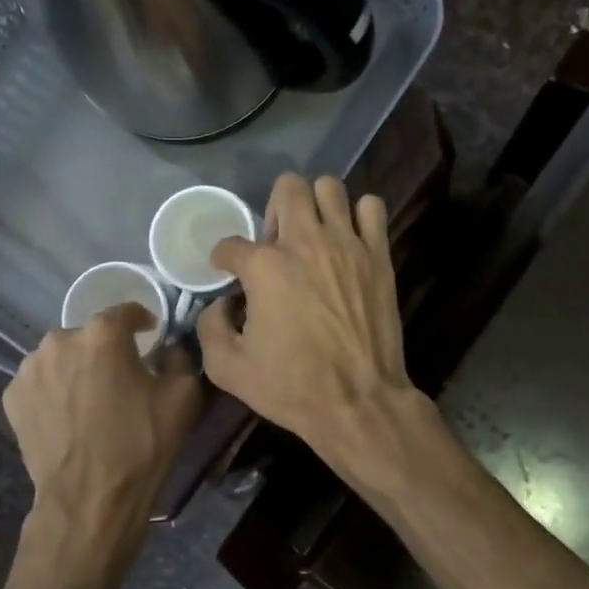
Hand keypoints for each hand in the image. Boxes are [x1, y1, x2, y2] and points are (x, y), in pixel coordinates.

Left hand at [3, 305, 202, 542]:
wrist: (90, 498)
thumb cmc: (141, 443)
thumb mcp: (183, 395)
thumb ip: (179, 356)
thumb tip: (168, 346)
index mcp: (102, 334)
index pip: (125, 310)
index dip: (142, 321)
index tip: (150, 336)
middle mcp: (60, 340)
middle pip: (90, 334)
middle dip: (106, 349)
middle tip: (121, 378)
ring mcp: (30, 369)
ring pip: (61, 357)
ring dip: (77, 368)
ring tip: (91, 399)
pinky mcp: (12, 397)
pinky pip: (41, 382)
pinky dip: (55, 390)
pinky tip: (68, 416)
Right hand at [198, 173, 416, 462]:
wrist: (357, 401)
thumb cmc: (291, 387)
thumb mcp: (227, 369)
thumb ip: (210, 327)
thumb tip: (221, 304)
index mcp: (264, 267)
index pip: (230, 244)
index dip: (223, 260)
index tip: (228, 273)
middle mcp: (305, 242)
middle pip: (287, 187)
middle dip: (273, 209)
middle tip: (276, 244)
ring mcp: (346, 244)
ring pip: (330, 187)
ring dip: (316, 206)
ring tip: (313, 236)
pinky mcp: (377, 255)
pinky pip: (372, 208)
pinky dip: (358, 216)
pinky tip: (349, 241)